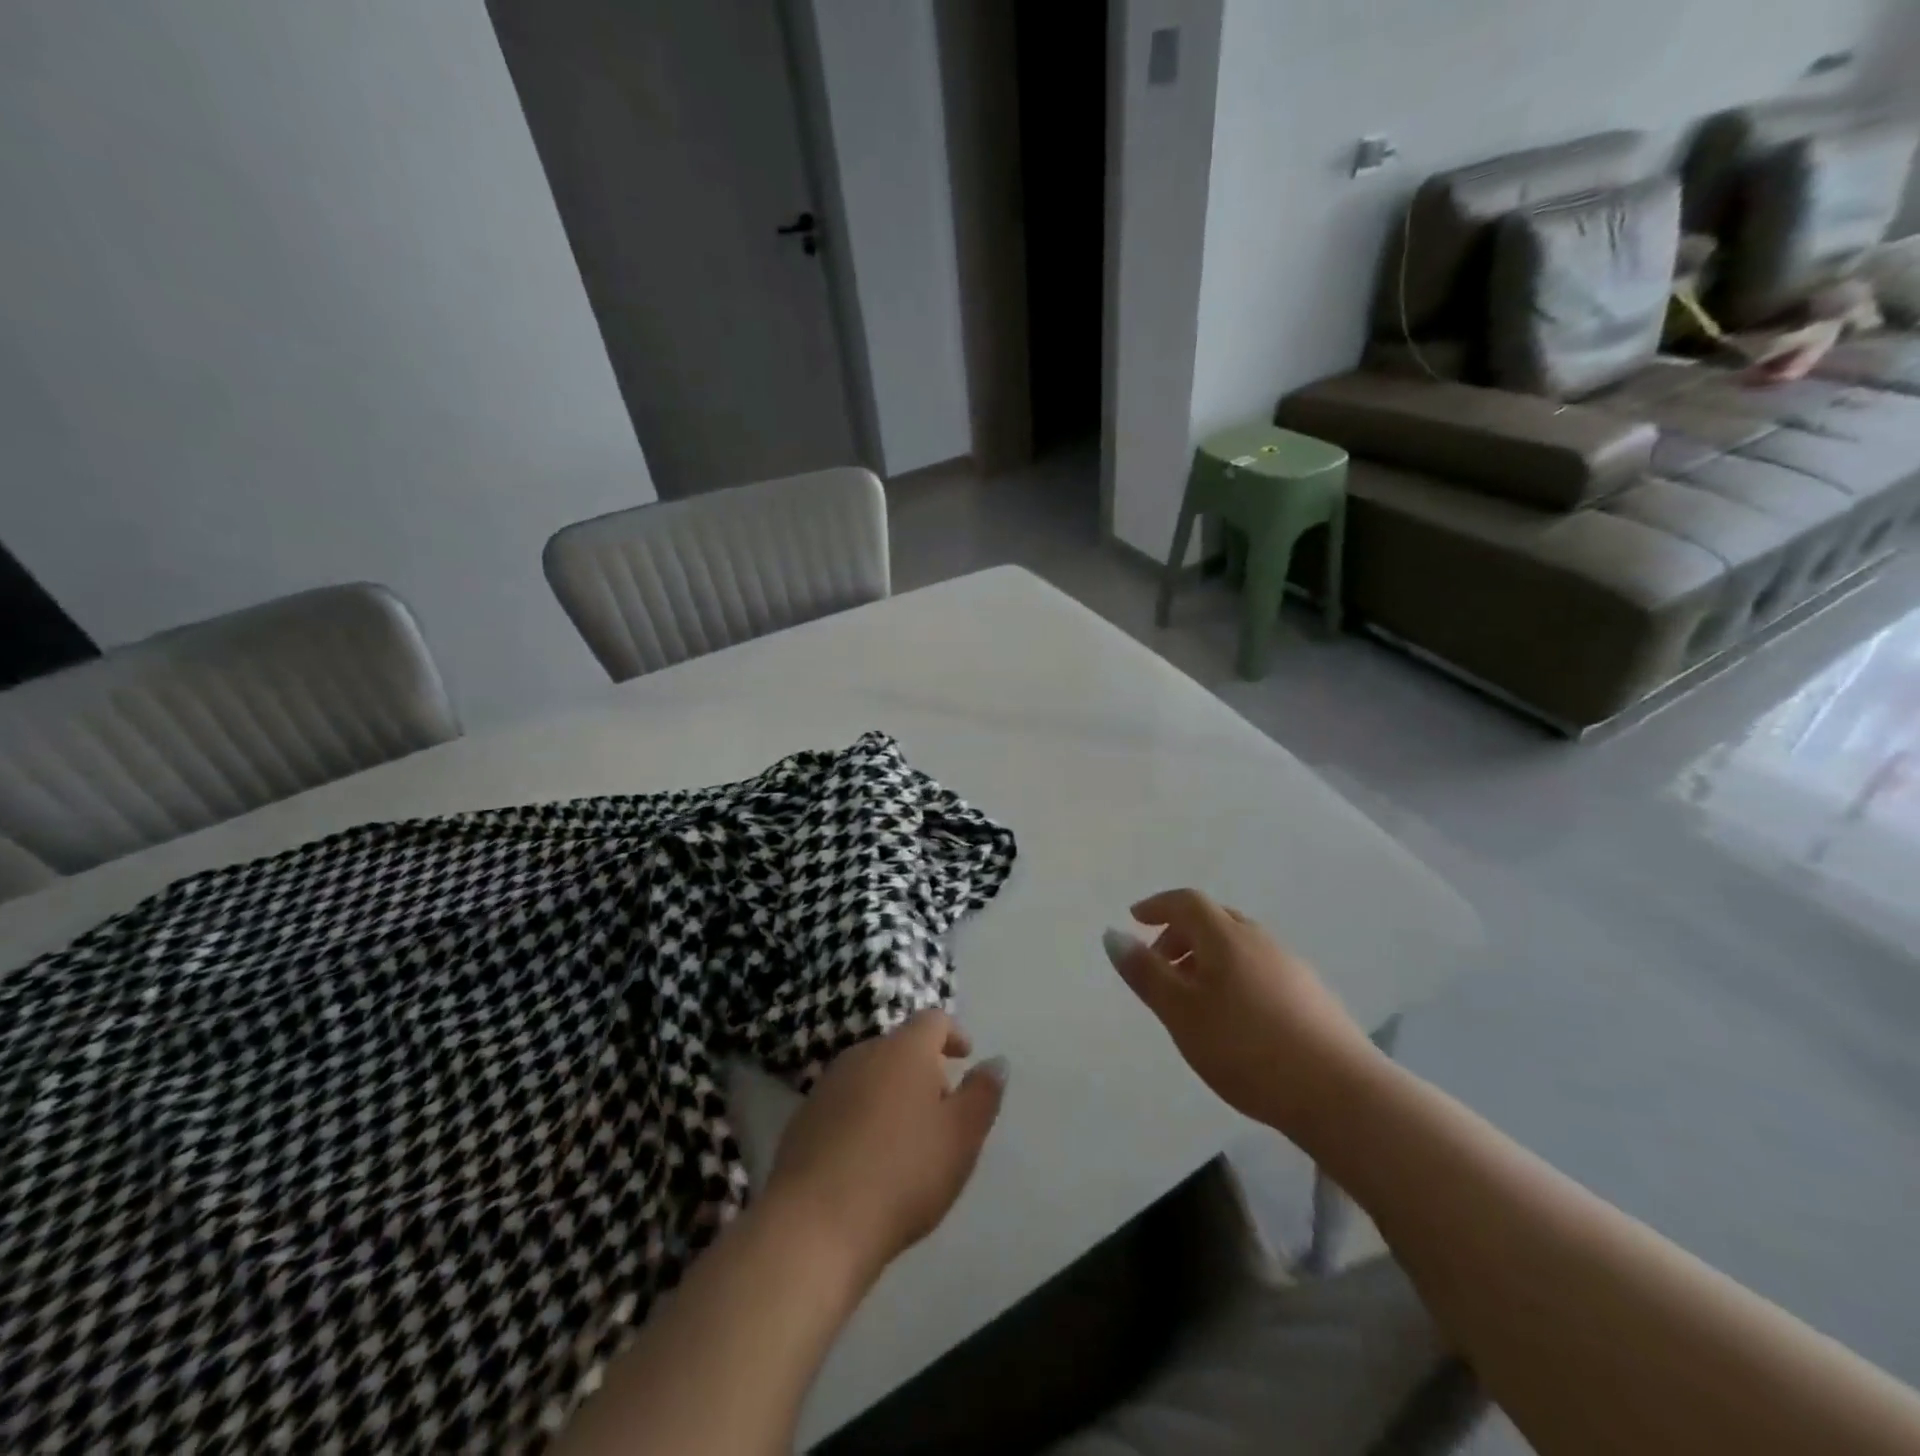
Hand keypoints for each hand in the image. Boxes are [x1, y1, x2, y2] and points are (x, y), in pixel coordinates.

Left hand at [764, 1010, 1006, 1283]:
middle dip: (923, 1068)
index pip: (933, 1020)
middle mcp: (863, 1054)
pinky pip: (844, 1103)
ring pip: (870, 1074)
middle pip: (900, 1047)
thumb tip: (996, 1061)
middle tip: (941, 1108)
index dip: (953, 1034)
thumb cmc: (902, 1173)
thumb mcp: (961, 1137)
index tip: (965, 1057)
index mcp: (904, 1049)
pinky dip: (863, 1116)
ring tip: (906, 1137)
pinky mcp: (803, 1118)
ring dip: (891, 1093)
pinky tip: (868, 1158)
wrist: (815, 1223)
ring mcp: (827, 1085)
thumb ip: (982, 1094)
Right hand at [1105, 888, 1380, 1137]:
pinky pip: (1258, 967)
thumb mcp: (1181, 1012)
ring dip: (1207, 957)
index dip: (1157, 906)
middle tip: (1159, 966)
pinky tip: (1234, 1016)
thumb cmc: (1245, 1048)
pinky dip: (1233, 975)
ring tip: (1192, 997)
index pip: (1186, 902)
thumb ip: (1145, 973)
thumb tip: (1112, 934)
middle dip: (1180, 934)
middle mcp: (1260, 940)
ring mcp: (1290, 966)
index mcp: (1226, 937)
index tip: (1135, 919)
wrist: (1340, 1093)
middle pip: (1213, 920)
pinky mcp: (1311, 994)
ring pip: (1238, 945)